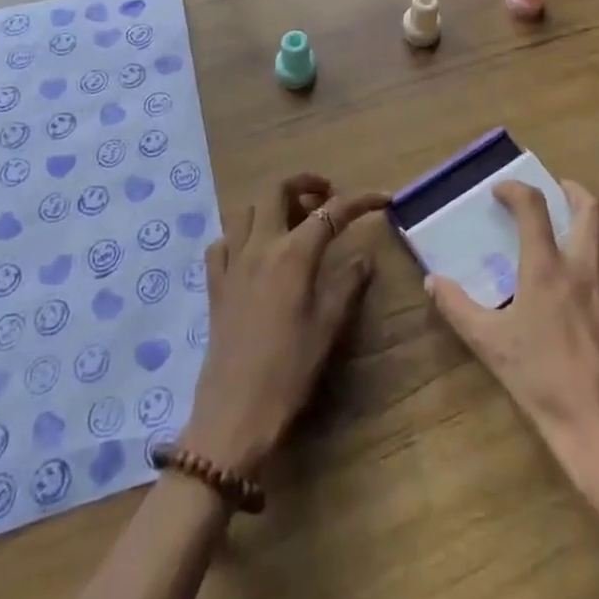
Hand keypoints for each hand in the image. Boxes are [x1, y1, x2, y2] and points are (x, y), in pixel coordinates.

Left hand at [179, 175, 387, 475]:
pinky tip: (254, 251)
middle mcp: (260, 246)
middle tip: (326, 197)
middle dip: (305, 183)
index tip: (383, 198)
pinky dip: (241, 234)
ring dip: (271, 204)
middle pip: (276, 190)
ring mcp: (232, 262)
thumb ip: (348, 283)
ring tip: (292, 220)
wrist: (234, 414)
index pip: (330, 212)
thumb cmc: (289, 371)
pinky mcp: (214, 283)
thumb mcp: (328, 328)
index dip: (360, 200)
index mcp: (292, 255)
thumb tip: (364, 255)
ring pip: (246, 209)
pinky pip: (223, 241)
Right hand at [427, 180, 598, 477]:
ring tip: (585, 221)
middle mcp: (586, 266)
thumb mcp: (491, 346)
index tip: (502, 190)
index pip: (532, 207)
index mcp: (547, 268)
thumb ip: (458, 308)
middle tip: (557, 191)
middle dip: (573, 190)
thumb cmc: (545, 384)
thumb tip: (432, 281)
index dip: (516, 189)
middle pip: (591, 208)